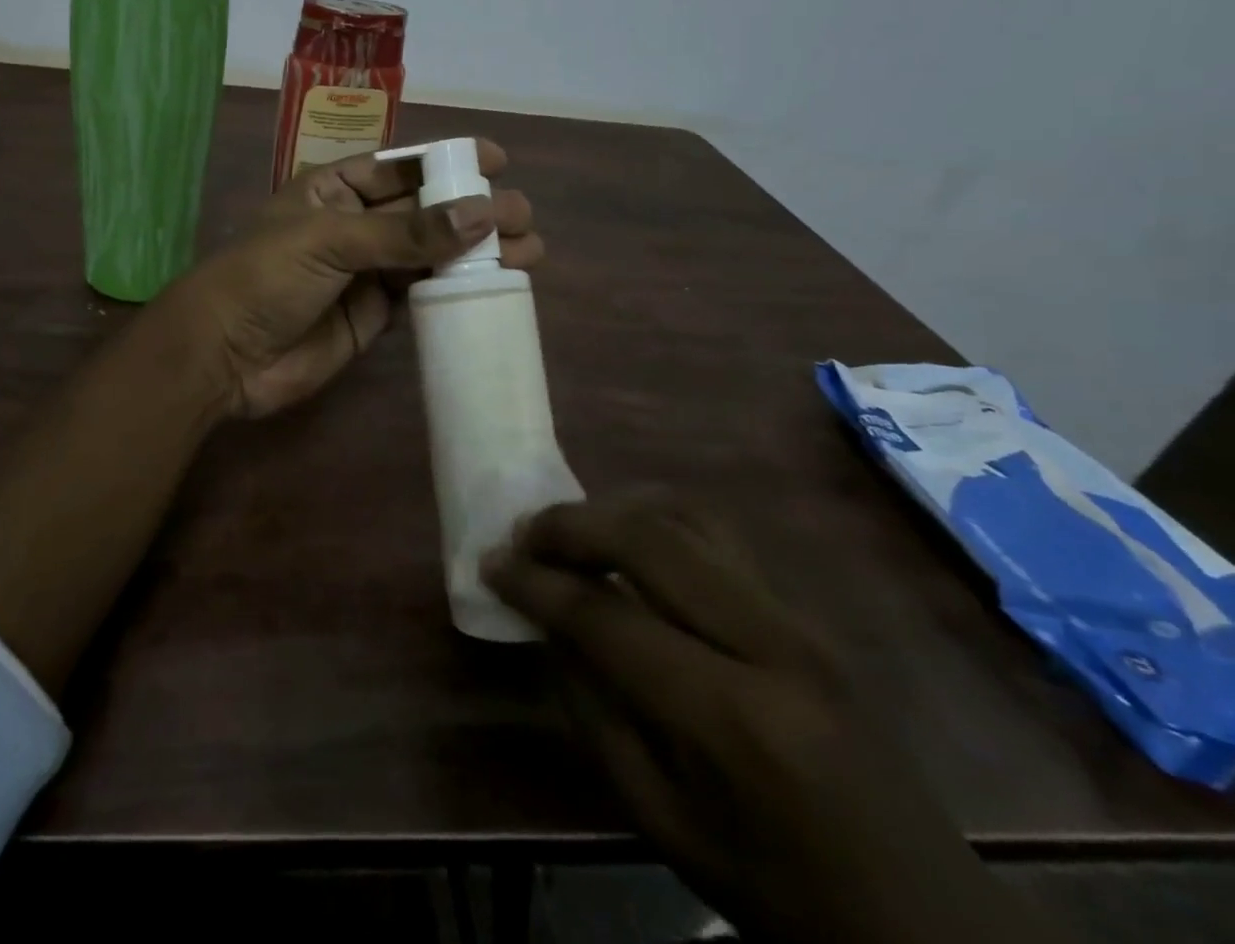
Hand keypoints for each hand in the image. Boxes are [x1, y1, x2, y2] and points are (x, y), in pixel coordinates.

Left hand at [151, 142, 540, 418]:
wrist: (224, 356)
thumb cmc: (265, 278)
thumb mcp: (331, 241)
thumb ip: (405, 232)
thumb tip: (483, 213)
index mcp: (333, 189)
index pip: (399, 168)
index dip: (446, 162)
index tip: (496, 161)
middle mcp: (353, 225)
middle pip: (423, 211)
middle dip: (472, 210)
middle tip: (524, 216)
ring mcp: (365, 271)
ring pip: (429, 254)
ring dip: (475, 251)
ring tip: (529, 250)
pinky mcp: (373, 315)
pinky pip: (422, 295)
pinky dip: (455, 289)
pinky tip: (493, 284)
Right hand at [483, 494, 1072, 943]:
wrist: (924, 920)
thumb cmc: (776, 887)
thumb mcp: (660, 820)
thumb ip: (593, 711)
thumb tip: (548, 624)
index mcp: (730, 718)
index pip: (606, 616)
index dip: (536, 583)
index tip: (490, 562)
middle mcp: (770, 644)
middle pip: (649, 538)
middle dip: (570, 525)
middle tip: (523, 535)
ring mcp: (799, 618)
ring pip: (686, 516)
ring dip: (614, 510)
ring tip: (571, 533)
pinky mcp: (808, 611)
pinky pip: (716, 535)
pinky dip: (655, 521)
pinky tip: (628, 544)